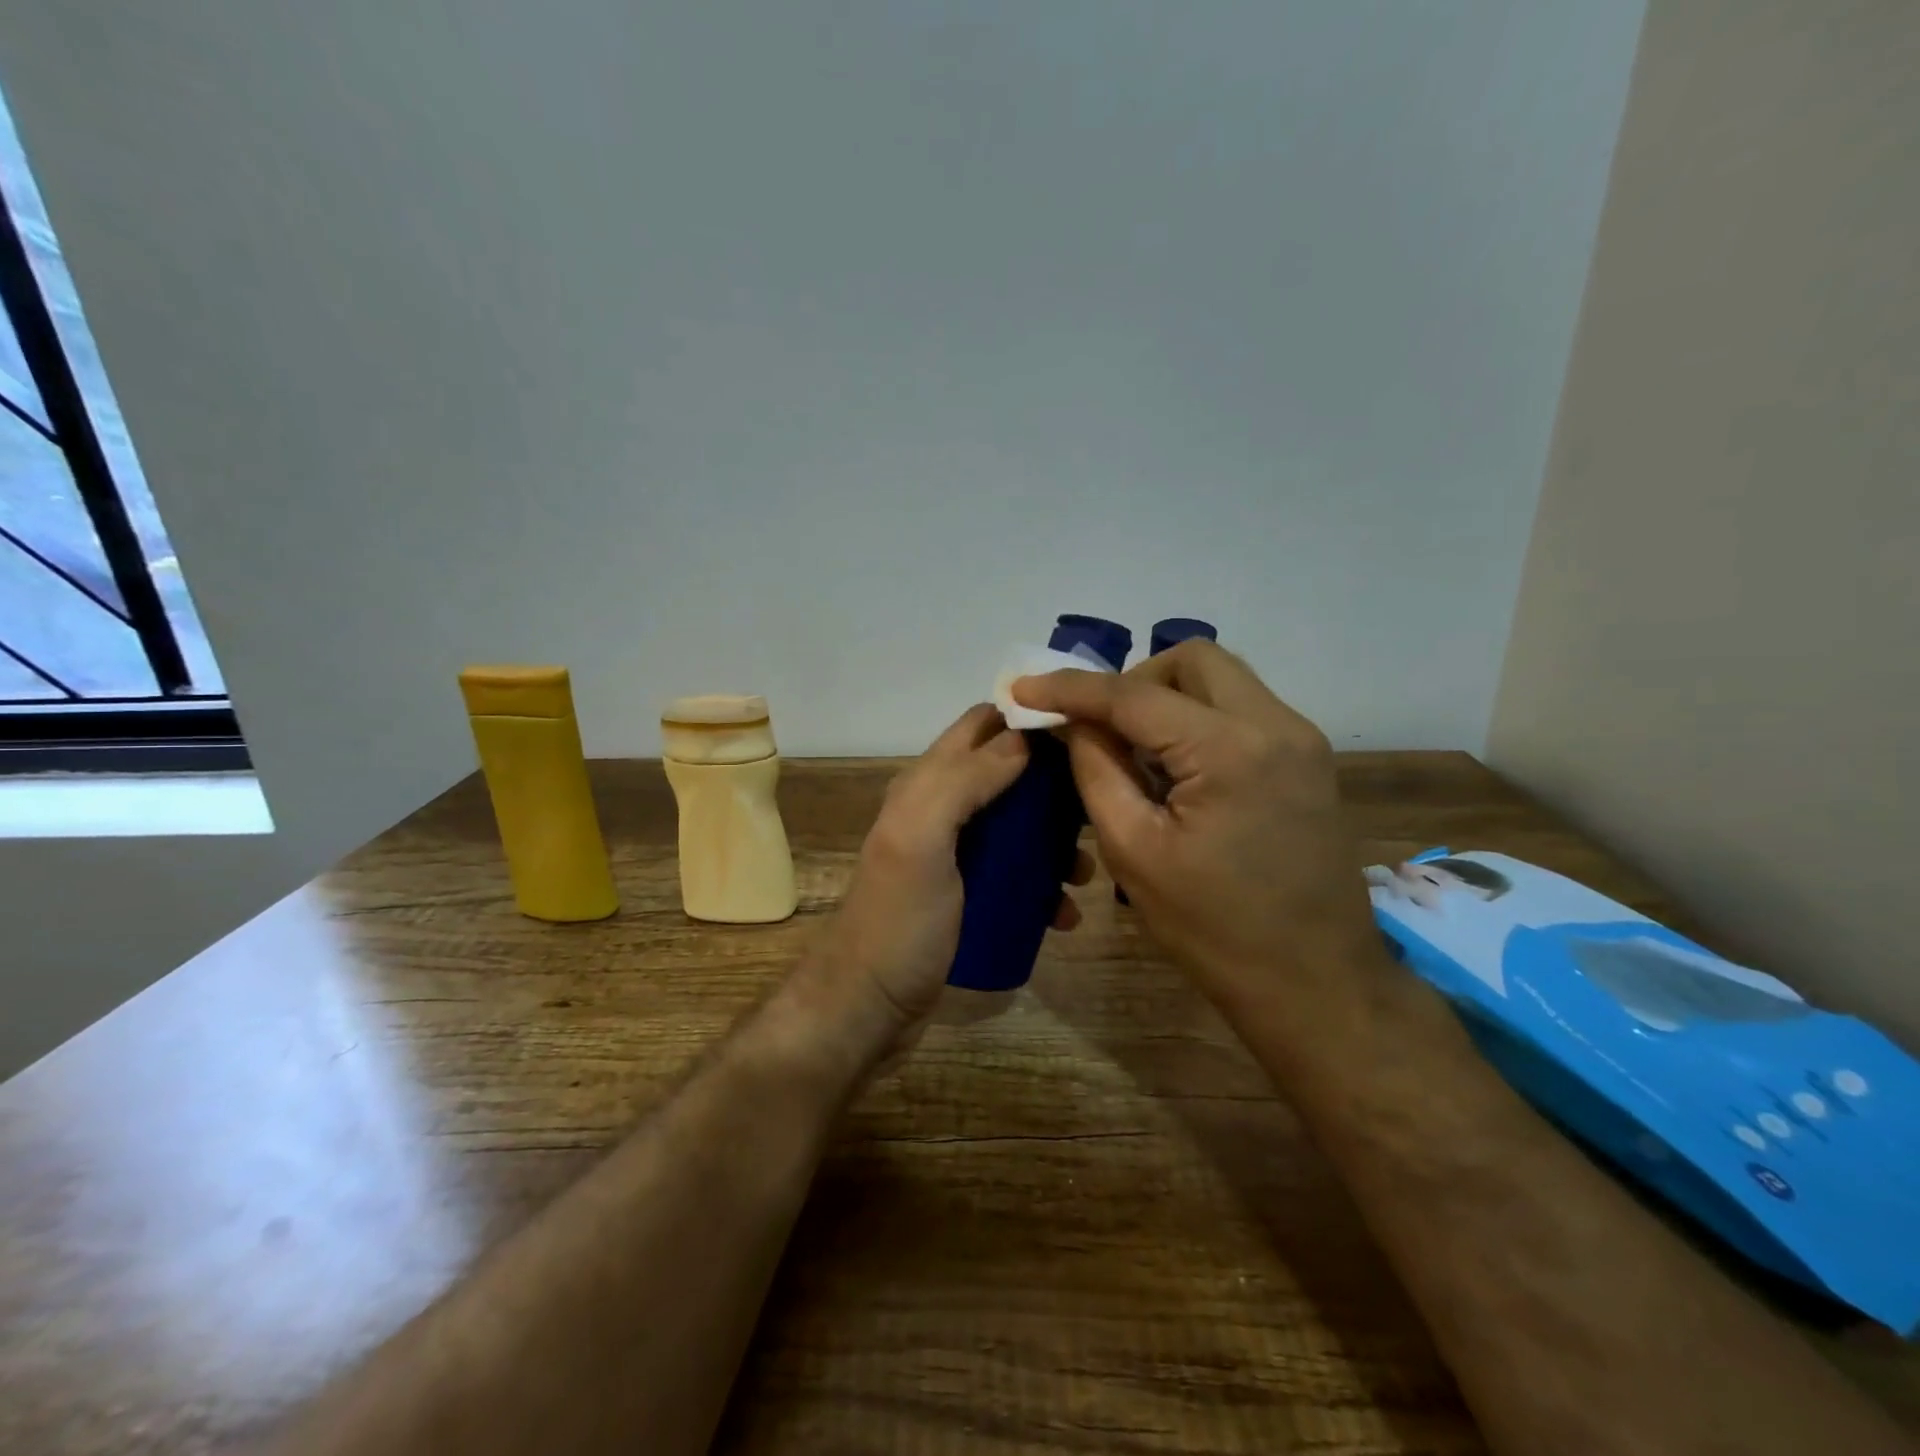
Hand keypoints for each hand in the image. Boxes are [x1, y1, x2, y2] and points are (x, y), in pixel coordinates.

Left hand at [799, 704, 1094, 1059]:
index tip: (1083, 735)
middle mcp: (940, 810)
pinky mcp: (969, 895)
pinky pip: (1016, 875)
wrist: (870, 1007)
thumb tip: (1023, 738)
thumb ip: (964, 781)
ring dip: (1055, 841)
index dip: (1028, 721)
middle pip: (1008, 774)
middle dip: (1053, 786)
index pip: (981, 725)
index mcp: (926, 784)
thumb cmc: (899, 921)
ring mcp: (955, 856)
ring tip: (1084, 872)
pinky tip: (1065, 914)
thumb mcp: (923, 839)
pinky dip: (1043, 886)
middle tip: (1097, 808)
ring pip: (1018, 827)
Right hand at [1012, 641, 1383, 1018]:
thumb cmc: (1215, 930)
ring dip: (1167, 699)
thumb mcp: (1134, 851)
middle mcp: (1276, 725)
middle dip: (1134, 681)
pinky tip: (1177, 771)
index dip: (1070, 687)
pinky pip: (1241, 710)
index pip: (1134, 695)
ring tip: (1136, 754)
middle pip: (1193, 660)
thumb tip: (1072, 722)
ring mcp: (1301, 739)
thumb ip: (1096, 770)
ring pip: (1221, 680)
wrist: (1316, 984)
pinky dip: (1197, 720)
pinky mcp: (1307, 760)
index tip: (1021, 688)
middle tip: (1101, 729)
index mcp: (1229, 750)